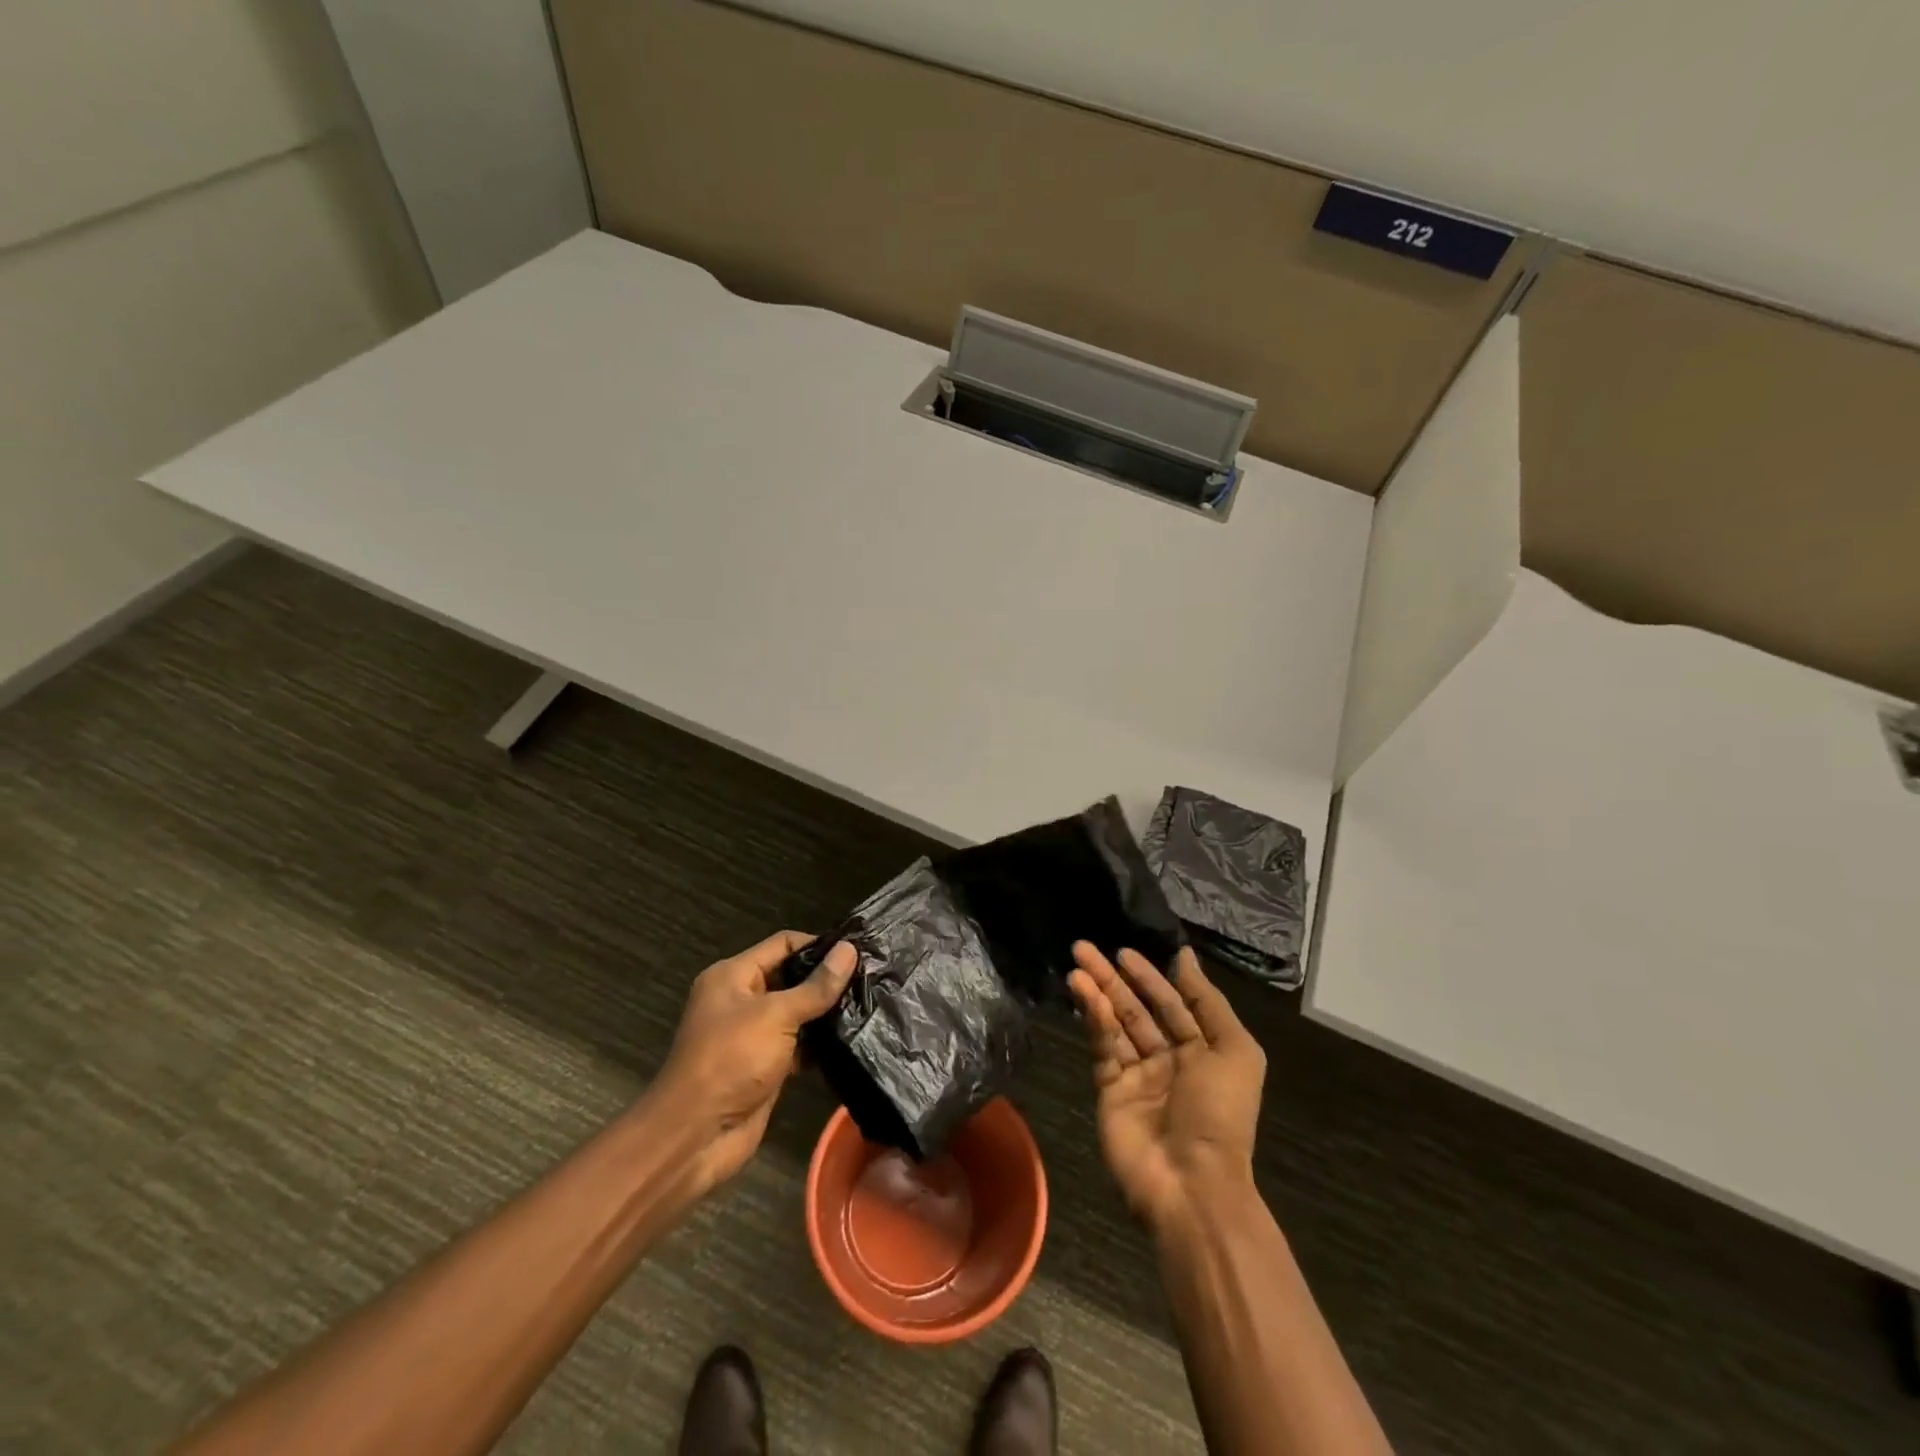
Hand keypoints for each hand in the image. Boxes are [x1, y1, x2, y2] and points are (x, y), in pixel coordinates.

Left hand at [656, 931, 856, 1192]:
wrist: (695, 1137)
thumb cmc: (731, 1061)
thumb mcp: (776, 1016)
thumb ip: (816, 986)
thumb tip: (850, 950)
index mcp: (733, 976)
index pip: (783, 944)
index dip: (818, 944)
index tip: (858, 950)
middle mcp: (741, 999)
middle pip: (791, 976)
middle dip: (826, 977)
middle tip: (870, 976)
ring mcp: (753, 1034)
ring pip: (797, 1012)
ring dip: (826, 1011)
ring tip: (869, 1003)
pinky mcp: (765, 1065)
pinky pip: (798, 1044)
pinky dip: (820, 1043)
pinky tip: (853, 1039)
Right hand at [1067, 942, 1265, 1232]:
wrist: (1192, 1183)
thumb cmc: (1220, 1113)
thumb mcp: (1234, 1051)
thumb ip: (1207, 1000)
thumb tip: (1184, 955)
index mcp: (1201, 1050)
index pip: (1171, 1003)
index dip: (1149, 976)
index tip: (1123, 951)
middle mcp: (1167, 1059)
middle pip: (1136, 1008)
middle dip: (1112, 978)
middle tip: (1083, 947)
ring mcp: (1136, 1076)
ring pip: (1114, 1024)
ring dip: (1096, 993)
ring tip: (1076, 965)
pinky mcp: (1109, 1091)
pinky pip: (1103, 1048)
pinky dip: (1094, 1020)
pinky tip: (1083, 995)